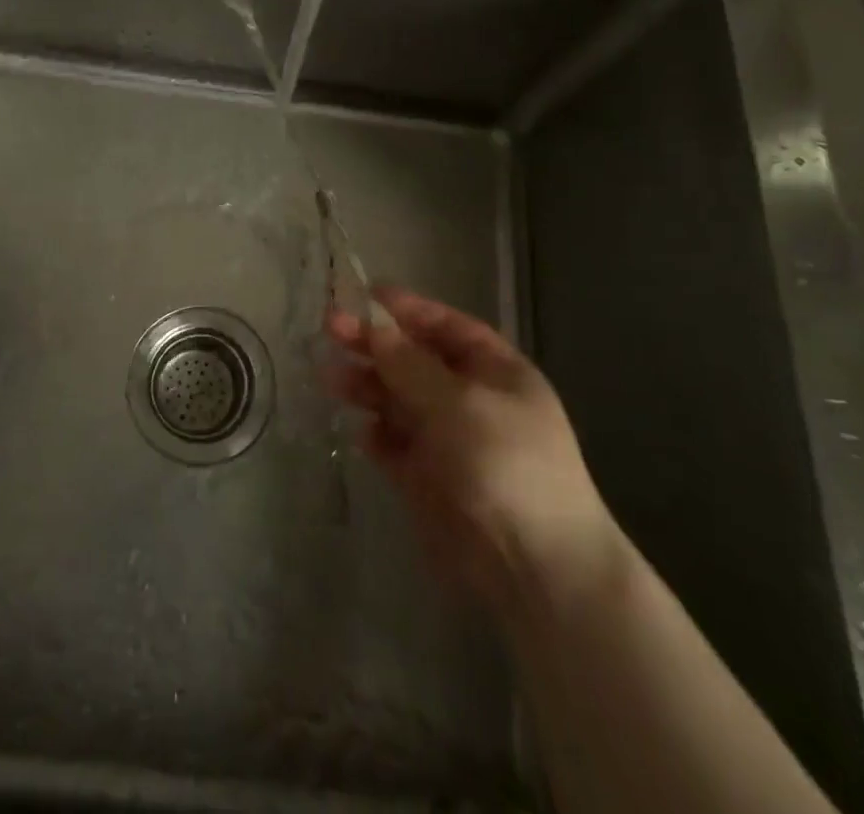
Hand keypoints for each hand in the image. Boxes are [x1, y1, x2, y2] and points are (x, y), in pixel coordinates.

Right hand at [325, 286, 620, 615]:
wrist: (534, 567)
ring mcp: (448, 440)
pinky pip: (394, 445)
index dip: (406, 309)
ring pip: (398, 400)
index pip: (446, 327)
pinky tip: (360, 432)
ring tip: (328, 377)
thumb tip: (374, 328)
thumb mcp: (459, 403)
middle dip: (375, 344)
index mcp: (495, 372)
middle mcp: (470, 400)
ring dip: (366, 386)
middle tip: (330, 328)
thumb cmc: (506, 464)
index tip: (363, 295)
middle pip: (414, 360)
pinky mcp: (427, 480)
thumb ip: (410, 364)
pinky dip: (376, 435)